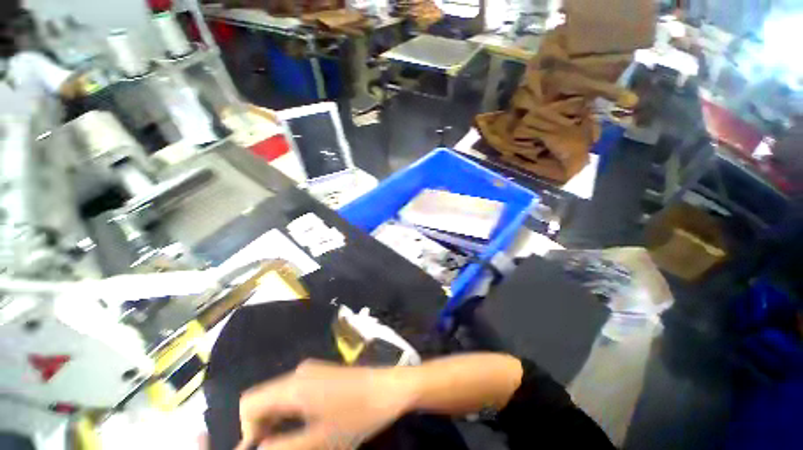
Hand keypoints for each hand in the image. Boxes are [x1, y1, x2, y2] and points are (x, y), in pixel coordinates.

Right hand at [236, 360, 413, 449]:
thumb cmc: (357, 415)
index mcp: (294, 385)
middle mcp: (299, 372)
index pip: (250, 403)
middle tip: (275, 449)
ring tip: (289, 442)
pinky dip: (290, 411)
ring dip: (276, 420)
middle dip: (261, 427)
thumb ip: (283, 447)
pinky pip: (295, 391)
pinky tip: (303, 426)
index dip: (245, 430)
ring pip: (280, 396)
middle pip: (264, 399)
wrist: (389, 388)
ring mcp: (312, 370)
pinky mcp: (323, 373)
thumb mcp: (318, 441)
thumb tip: (258, 448)